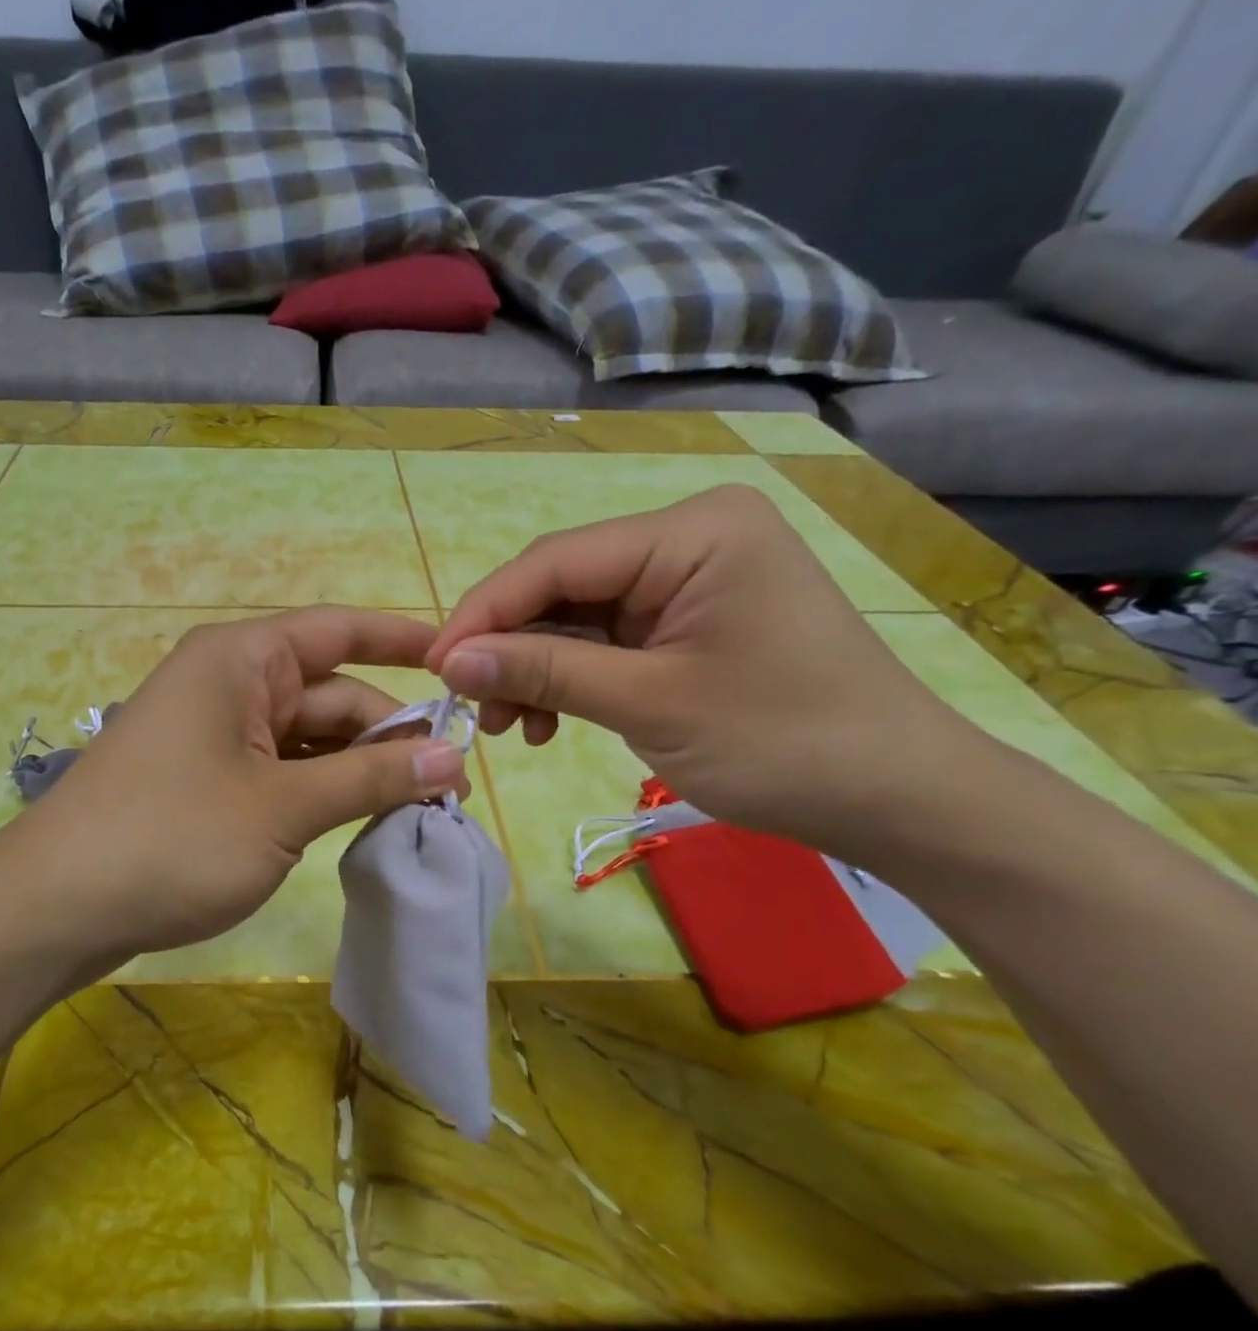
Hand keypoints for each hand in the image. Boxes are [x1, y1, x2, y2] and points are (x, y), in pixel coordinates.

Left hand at [0, 607, 469, 982]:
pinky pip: (280, 770)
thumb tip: (451, 759)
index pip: (337, 631)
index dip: (401, 640)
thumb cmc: (171, 838)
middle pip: (329, 695)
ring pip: (308, 739)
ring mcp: (215, 734)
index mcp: (241, 661)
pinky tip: (358, 822)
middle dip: (389, 736)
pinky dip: (320, 791)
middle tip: (450, 789)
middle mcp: (228, 684)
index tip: (459, 662)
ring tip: (418, 811)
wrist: (56, 908)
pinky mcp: (207, 779)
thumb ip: (370, 778)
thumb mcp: (282, 808)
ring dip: (358, 770)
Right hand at [424, 484, 980, 853]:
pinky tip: (552, 721)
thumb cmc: (784, 743)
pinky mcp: (687, 618)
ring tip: (515, 729)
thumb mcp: (649, 705)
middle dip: (510, 650)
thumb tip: (449, 662)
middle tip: (474, 711)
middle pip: (562, 586)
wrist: (898, 798)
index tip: (433, 669)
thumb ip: (544, 673)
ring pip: (575, 617)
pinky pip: (605, 639)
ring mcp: (689, 579)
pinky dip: (570, 679)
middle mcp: (688, 538)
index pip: (554, 561)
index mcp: (693, 532)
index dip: (484, 614)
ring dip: (536, 671)